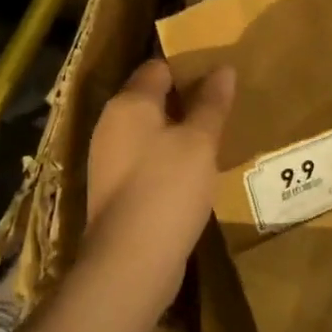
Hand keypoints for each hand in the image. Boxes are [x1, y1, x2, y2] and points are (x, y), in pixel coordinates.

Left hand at [83, 58, 233, 312]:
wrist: (129, 263)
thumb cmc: (167, 188)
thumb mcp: (200, 141)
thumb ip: (211, 103)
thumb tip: (223, 68)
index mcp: (129, 103)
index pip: (158, 68)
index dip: (188, 68)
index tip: (218, 76)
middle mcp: (111, 124)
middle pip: (150, 98)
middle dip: (185, 100)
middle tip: (222, 106)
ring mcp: (108, 159)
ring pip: (148, 131)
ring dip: (177, 132)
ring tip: (213, 138)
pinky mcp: (114, 190)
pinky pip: (144, 160)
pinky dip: (166, 159)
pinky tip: (192, 173)